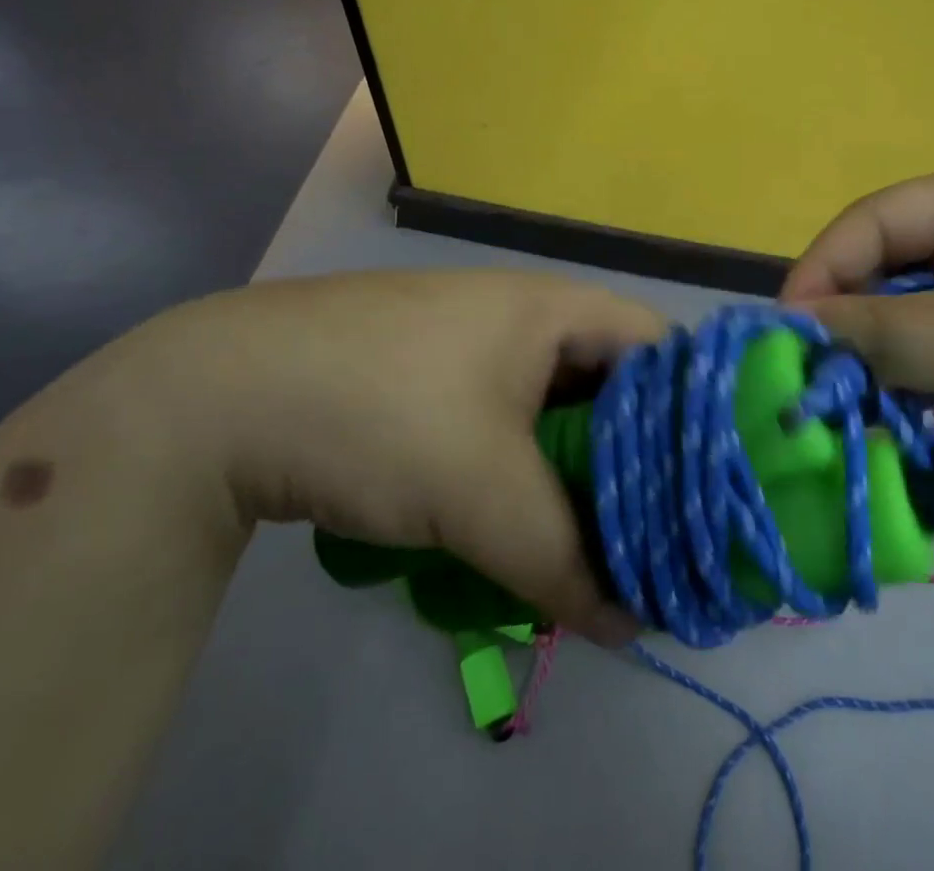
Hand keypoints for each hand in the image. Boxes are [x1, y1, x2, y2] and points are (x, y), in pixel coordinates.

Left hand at [106, 270, 657, 644]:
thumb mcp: (483, 492)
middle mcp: (518, 316)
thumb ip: (565, 562)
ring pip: (550, 413)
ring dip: (570, 477)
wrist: (222, 396)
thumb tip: (630, 625)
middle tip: (655, 537)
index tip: (710, 490)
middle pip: (607, 386)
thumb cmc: (382, 411)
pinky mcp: (425, 380)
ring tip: (592, 549)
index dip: (694, 414)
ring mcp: (467, 346)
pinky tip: (514, 530)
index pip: (658, 348)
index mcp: (550, 308)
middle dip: (632, 462)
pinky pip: (500, 426)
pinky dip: (518, 475)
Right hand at [781, 170, 933, 528]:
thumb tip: (790, 328)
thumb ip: (882, 331)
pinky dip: (907, 377)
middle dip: (846, 319)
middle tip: (813, 376)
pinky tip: (895, 410)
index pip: (873, 221)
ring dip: (874, 354)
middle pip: (885, 267)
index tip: (787, 334)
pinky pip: (933, 350)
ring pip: (905, 313)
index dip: (823, 270)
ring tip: (850, 400)